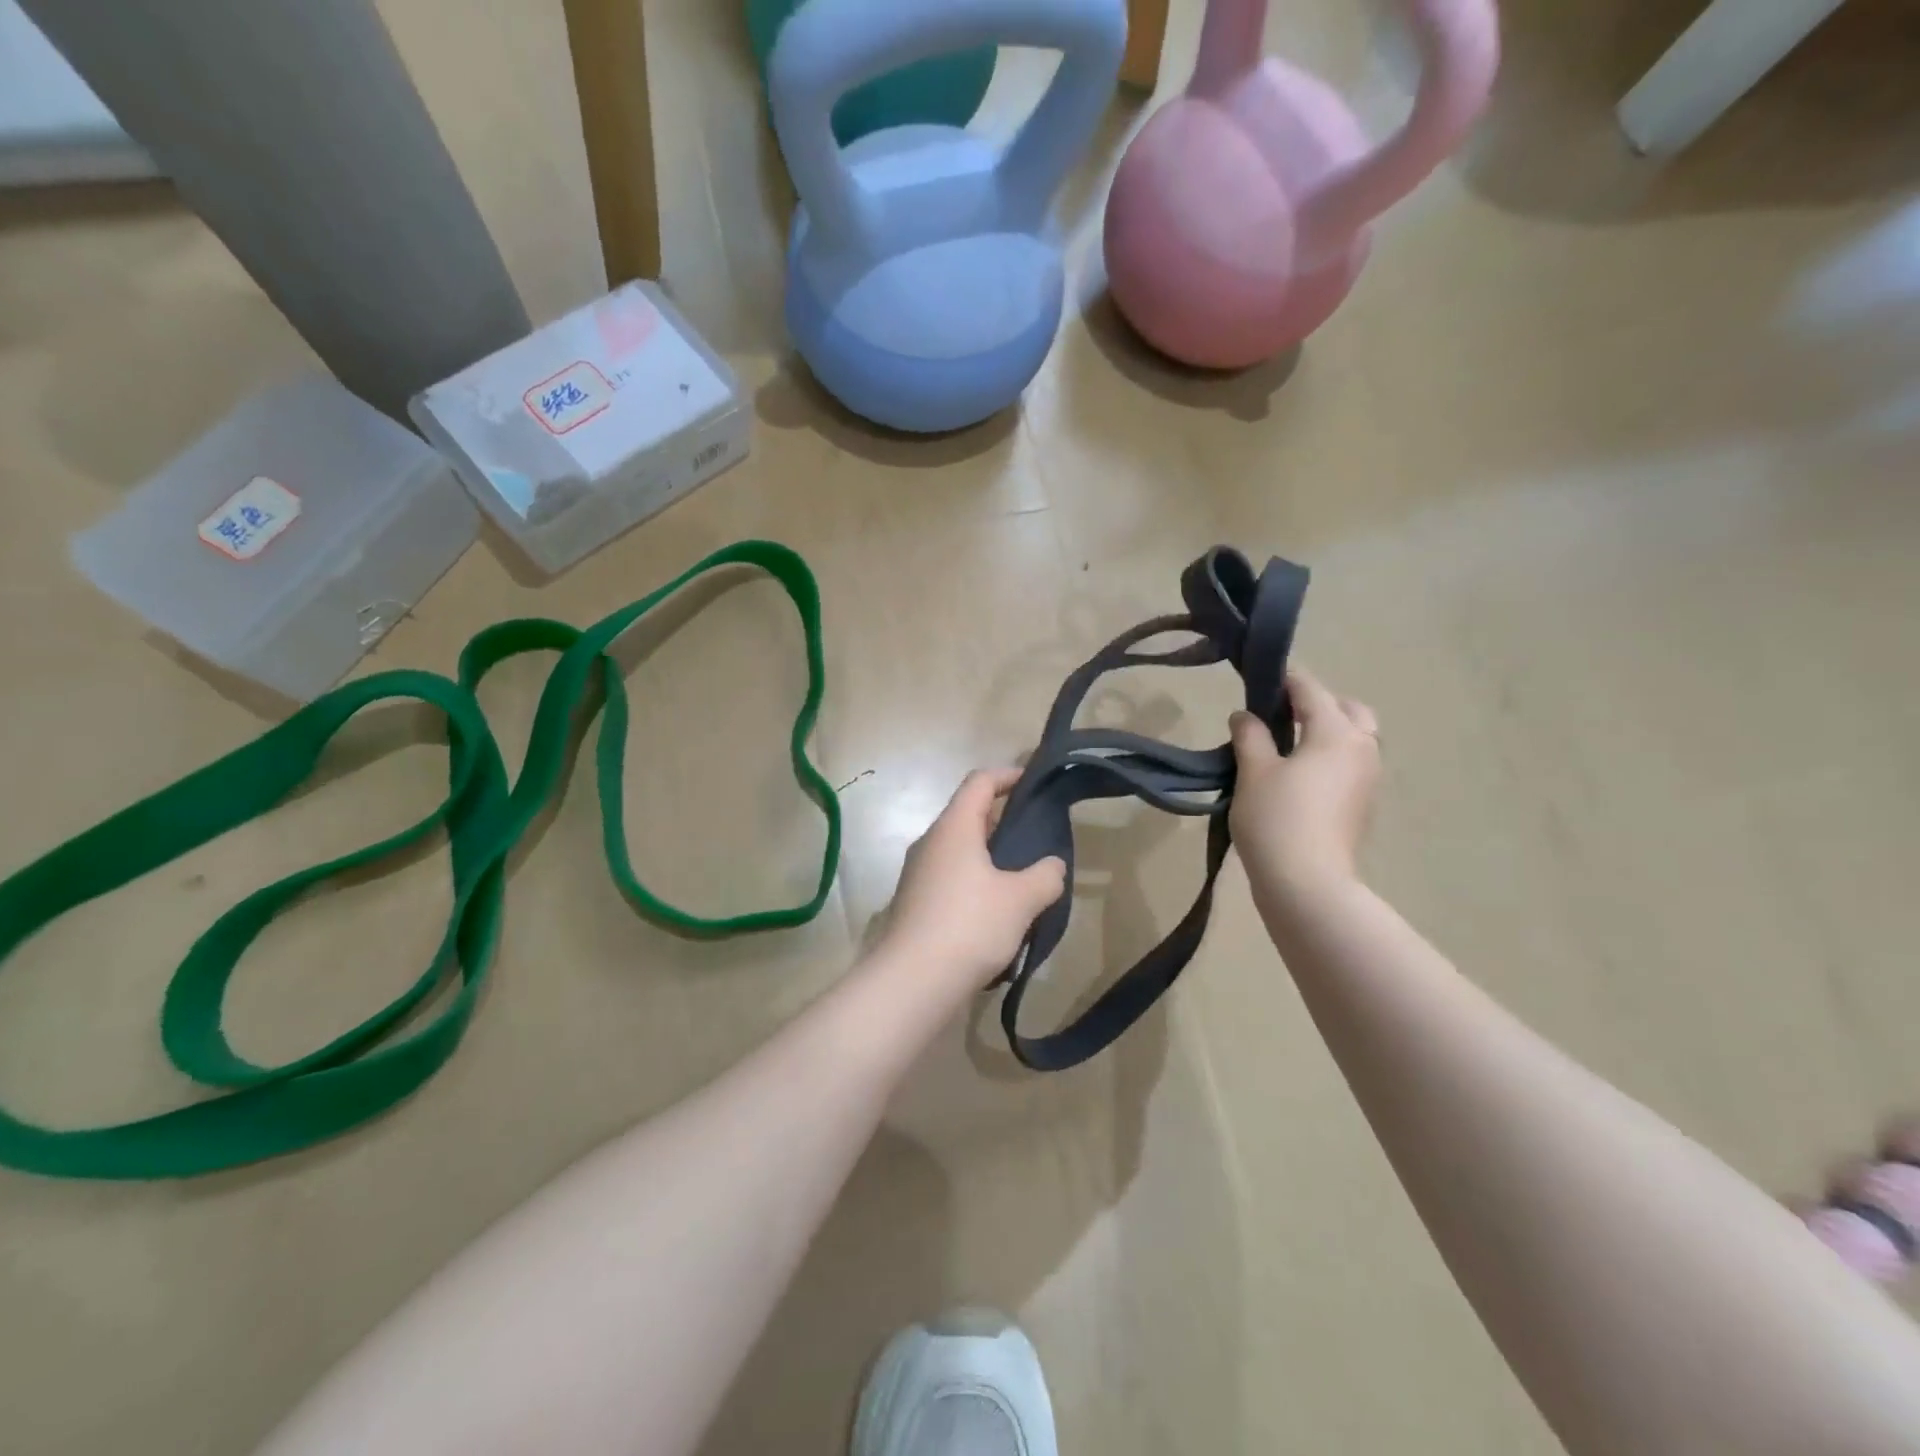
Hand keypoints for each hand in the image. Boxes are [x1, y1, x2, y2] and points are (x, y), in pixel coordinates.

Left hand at [875, 769, 1065, 995]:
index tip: (1033, 782)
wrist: (912, 981)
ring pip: (959, 850)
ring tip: (1023, 874)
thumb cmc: (970, 925)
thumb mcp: (1021, 899)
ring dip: (989, 855)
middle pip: (968, 815)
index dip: (1008, 776)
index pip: (980, 782)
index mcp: (953, 827)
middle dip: (1002, 819)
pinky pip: (950, 878)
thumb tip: (1052, 866)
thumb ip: (1046, 875)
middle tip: (1036, 833)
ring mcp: (918, 874)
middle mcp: (930, 843)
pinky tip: (997, 910)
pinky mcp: (915, 904)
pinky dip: (975, 880)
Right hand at [1229, 668, 1379, 903]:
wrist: (1308, 884)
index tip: (1259, 678)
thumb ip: (1250, 736)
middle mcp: (1362, 749)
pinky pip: (1350, 765)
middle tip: (1280, 715)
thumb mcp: (1253, 771)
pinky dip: (1331, 757)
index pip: (1310, 691)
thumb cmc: (1277, 819)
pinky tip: (1300, 774)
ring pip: (1355, 738)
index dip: (1284, 680)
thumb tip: (1245, 716)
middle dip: (1318, 704)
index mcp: (1337, 733)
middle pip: (1348, 710)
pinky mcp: (1362, 805)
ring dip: (1327, 731)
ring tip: (1287, 745)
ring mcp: (1368, 779)